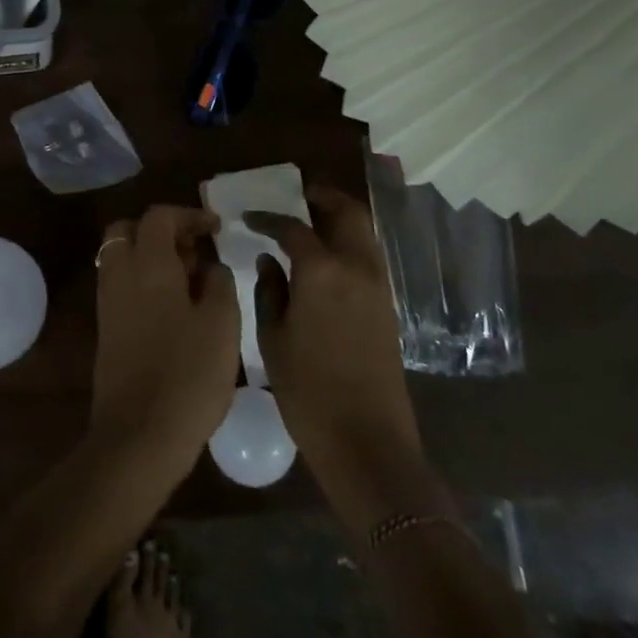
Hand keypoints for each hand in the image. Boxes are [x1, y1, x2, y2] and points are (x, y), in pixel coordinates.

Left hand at [89, 206, 239, 480]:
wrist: (139, 435)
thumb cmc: (188, 375)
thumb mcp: (222, 324)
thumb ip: (219, 283)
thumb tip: (211, 266)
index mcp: (148, 264)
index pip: (159, 216)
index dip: (189, 214)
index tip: (215, 228)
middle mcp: (121, 274)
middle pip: (129, 230)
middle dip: (161, 230)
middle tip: (194, 249)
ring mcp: (109, 302)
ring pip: (122, 257)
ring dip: (151, 256)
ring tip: (190, 280)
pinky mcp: (107, 329)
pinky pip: (122, 285)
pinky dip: (144, 280)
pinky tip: (175, 307)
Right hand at [246, 187, 438, 531]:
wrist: (367, 441)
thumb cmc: (308, 391)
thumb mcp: (273, 339)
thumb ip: (269, 290)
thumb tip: (269, 259)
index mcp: (322, 271)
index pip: (293, 227)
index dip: (268, 218)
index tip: (249, 217)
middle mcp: (356, 267)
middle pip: (346, 212)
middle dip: (322, 198)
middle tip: (297, 196)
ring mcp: (378, 286)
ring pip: (363, 231)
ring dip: (340, 217)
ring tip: (312, 221)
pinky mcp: (388, 306)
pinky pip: (369, 256)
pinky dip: (350, 242)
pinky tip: (327, 257)